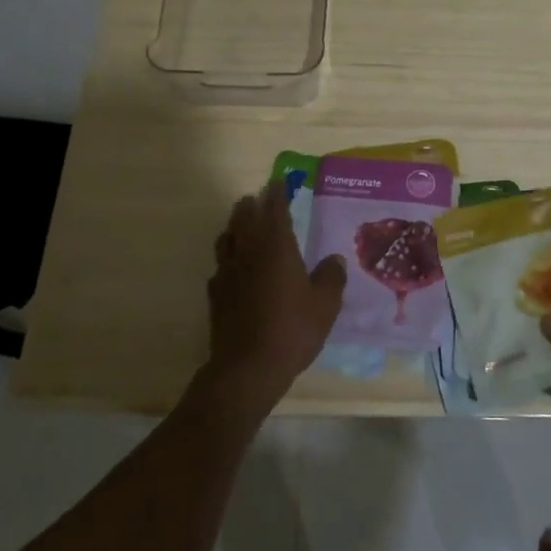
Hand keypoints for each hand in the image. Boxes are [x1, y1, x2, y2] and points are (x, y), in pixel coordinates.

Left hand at [205, 181, 346, 405]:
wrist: (247, 368)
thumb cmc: (292, 330)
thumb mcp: (325, 305)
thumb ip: (331, 278)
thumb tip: (334, 260)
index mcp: (276, 248)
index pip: (274, 211)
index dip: (277, 195)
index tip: (278, 182)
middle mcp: (248, 254)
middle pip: (244, 220)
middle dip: (251, 206)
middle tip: (255, 198)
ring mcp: (227, 274)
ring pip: (227, 240)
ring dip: (234, 227)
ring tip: (240, 224)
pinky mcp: (216, 296)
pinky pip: (219, 267)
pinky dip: (226, 259)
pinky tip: (231, 267)